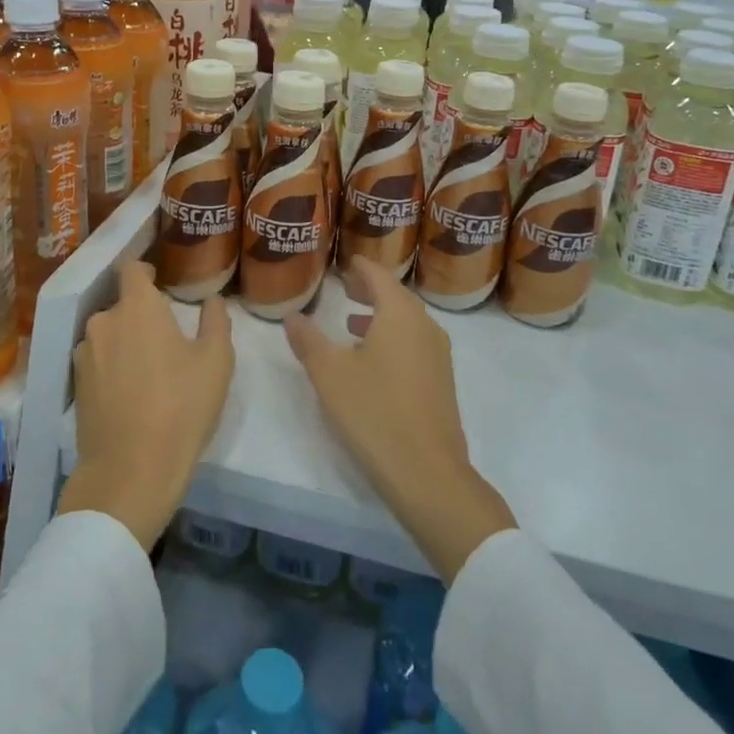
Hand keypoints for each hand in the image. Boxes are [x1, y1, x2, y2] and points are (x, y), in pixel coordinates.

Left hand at [58, 260, 233, 549]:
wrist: (131, 471)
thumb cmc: (181, 407)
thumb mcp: (216, 362)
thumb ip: (215, 321)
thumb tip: (212, 300)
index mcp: (138, 307)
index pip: (132, 269)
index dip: (146, 271)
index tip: (161, 282)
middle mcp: (104, 321)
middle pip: (122, 305)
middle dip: (141, 314)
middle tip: (166, 338)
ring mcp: (84, 354)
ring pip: (108, 334)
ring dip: (125, 342)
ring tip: (148, 369)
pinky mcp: (75, 385)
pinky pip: (97, 361)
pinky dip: (112, 367)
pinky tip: (130, 392)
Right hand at [286, 256, 515, 582]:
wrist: (427, 472)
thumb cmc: (374, 412)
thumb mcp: (329, 373)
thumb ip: (308, 340)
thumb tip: (292, 315)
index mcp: (400, 314)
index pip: (380, 276)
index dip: (361, 266)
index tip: (346, 260)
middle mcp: (425, 326)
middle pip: (397, 296)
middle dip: (370, 289)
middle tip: (346, 285)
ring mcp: (438, 355)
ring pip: (407, 321)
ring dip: (381, 315)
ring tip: (352, 319)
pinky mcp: (441, 381)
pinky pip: (414, 343)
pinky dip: (392, 337)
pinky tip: (373, 359)